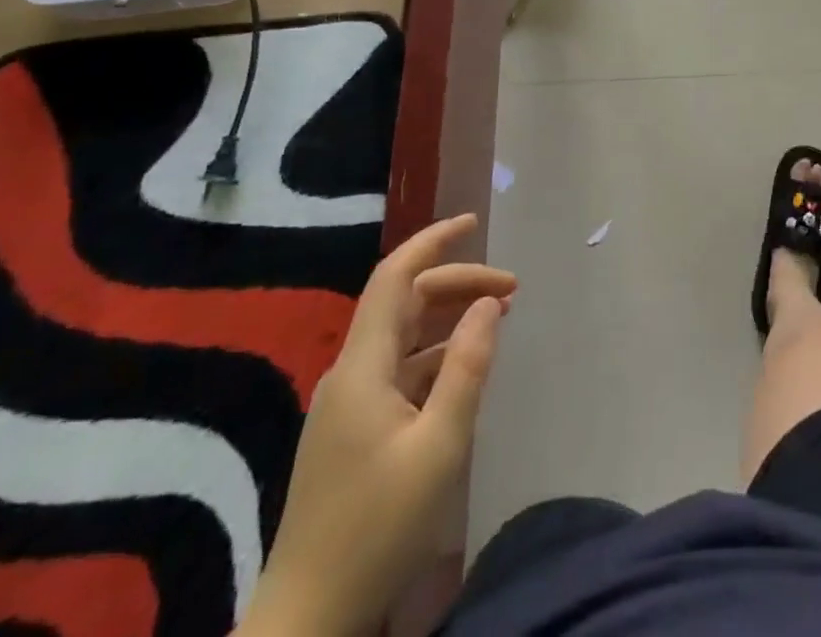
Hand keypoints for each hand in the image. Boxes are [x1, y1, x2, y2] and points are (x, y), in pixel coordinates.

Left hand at [239, 214, 515, 636]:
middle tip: (512, 291)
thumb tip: (490, 303)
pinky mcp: (352, 432)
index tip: (473, 223)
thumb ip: (467, 366)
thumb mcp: (439, 444)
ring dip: (449, 319)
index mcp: (362, 367)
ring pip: (403, 336)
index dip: (433, 241)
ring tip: (497, 319)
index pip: (394, 277)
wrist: (308, 621)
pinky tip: (465, 370)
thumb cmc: (377, 528)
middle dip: (458, 284)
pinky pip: (399, 370)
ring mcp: (348, 404)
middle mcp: (350, 374)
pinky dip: (436, 355)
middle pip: (404, 303)